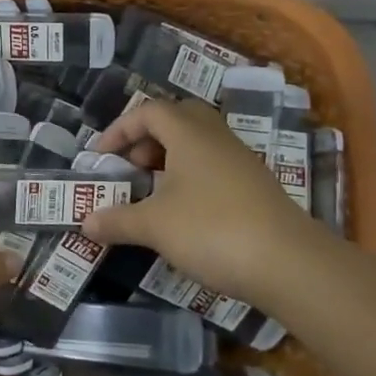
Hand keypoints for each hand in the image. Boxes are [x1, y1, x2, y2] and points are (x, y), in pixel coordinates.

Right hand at [80, 97, 331, 307]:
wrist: (289, 264)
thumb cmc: (212, 229)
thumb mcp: (154, 226)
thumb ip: (117, 220)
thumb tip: (85, 222)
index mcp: (189, 134)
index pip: (149, 111)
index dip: (119, 129)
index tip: (101, 156)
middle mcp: (216, 138)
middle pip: (178, 118)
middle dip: (148, 137)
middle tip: (131, 165)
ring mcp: (241, 162)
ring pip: (199, 143)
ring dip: (170, 158)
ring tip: (152, 191)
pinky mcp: (256, 187)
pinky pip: (215, 166)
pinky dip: (191, 177)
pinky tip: (183, 211)